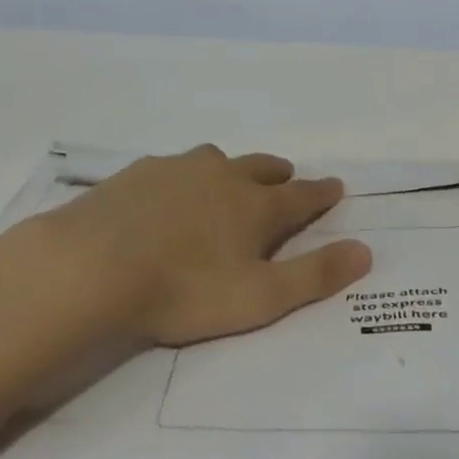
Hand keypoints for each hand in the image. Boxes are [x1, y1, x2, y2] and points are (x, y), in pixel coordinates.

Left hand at [35, 145, 372, 346]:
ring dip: (233, 169)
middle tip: (286, 177)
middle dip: (279, 174)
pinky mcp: (139, 172)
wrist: (93, 266)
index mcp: (256, 206)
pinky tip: (169, 191)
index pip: (301, 196)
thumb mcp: (259, 297)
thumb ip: (314, 275)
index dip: (321, 193)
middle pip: (262, 168)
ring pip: (218, 160)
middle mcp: (223, 176)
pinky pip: (175, 166)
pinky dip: (186, 175)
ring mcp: (179, 168)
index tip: (336, 186)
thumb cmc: (183, 289)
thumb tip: (366, 250)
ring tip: (231, 180)